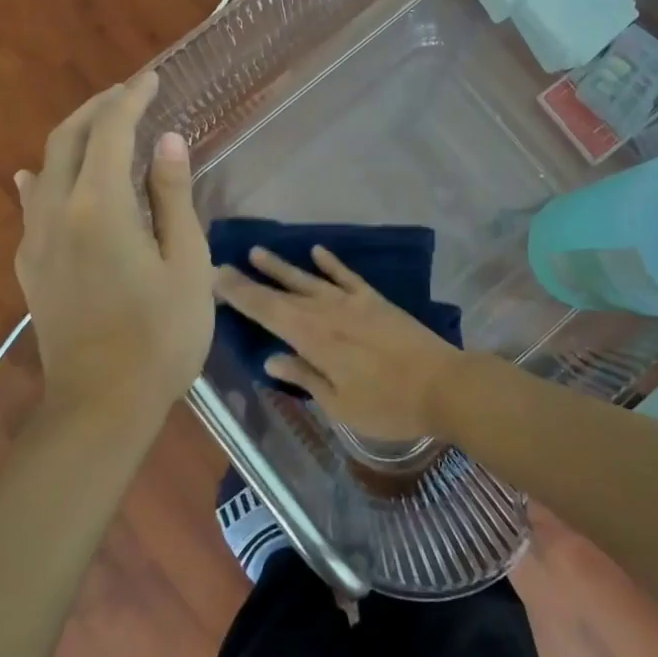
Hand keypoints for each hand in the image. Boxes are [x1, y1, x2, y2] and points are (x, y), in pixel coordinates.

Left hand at [15, 72, 212, 424]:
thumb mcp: (186, 264)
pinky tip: (38, 177)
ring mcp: (35, 241)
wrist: (101, 406)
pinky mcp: (29, 267)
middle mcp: (56, 212)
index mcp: (99, 207)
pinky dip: (42, 178)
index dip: (131, 99)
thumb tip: (167, 141)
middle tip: (127, 94)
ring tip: (100, 128)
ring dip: (72, 138)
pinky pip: (31, 205)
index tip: (150, 79)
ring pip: (45, 168)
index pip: (110, 132)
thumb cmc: (160, 336)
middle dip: (97, 109)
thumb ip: (173, 197)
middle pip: (67, 140)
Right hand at [212, 246, 469, 441]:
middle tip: (224, 265)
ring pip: (308, 279)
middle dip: (251, 280)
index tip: (214, 278)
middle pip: (281, 292)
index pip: (266, 311)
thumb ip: (304, 377)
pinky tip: (317, 251)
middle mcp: (327, 312)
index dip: (239, 295)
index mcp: (313, 338)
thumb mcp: (339, 404)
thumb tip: (270, 358)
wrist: (442, 384)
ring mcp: (352, 302)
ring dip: (282, 266)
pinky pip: (346, 276)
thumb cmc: (388, 405)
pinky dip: (330, 263)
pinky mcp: (375, 300)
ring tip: (258, 251)